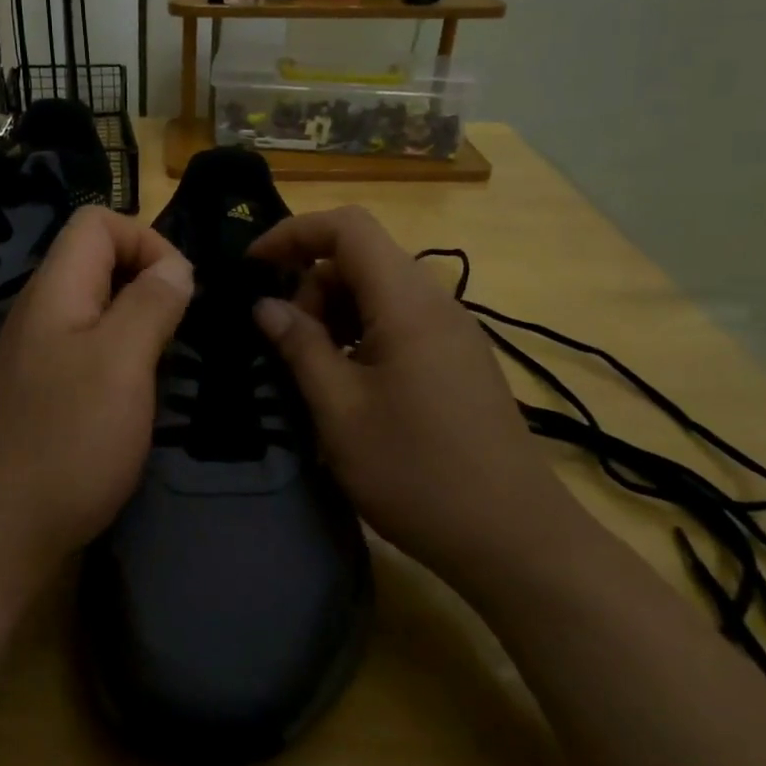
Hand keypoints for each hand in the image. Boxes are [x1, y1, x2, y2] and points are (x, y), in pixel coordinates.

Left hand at [0, 206, 192, 591]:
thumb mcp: (121, 362)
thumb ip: (150, 303)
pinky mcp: (44, 393)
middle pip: (98, 260)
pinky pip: (90, 349)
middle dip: (148, 280)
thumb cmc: (67, 442)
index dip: (147, 240)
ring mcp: (39, 355)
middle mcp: (41, 312)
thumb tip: (176, 265)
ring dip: (139, 321)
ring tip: (167, 362)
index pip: (98, 222)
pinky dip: (123, 356)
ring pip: (98, 307)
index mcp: (55, 291)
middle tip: (179, 330)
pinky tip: (138, 395)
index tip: (180, 291)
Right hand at [249, 206, 569, 583]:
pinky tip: (352, 386)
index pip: (348, 227)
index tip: (252, 266)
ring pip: (380, 292)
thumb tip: (266, 306)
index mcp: (407, 303)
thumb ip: (300, 347)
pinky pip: (401, 322)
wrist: (513, 537)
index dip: (293, 233)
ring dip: (336, 314)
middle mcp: (436, 303)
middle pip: (362, 259)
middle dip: (312, 285)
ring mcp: (453, 332)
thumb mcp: (340, 411)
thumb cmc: (416, 472)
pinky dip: (363, 334)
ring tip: (315, 370)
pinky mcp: (459, 360)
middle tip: (288, 345)